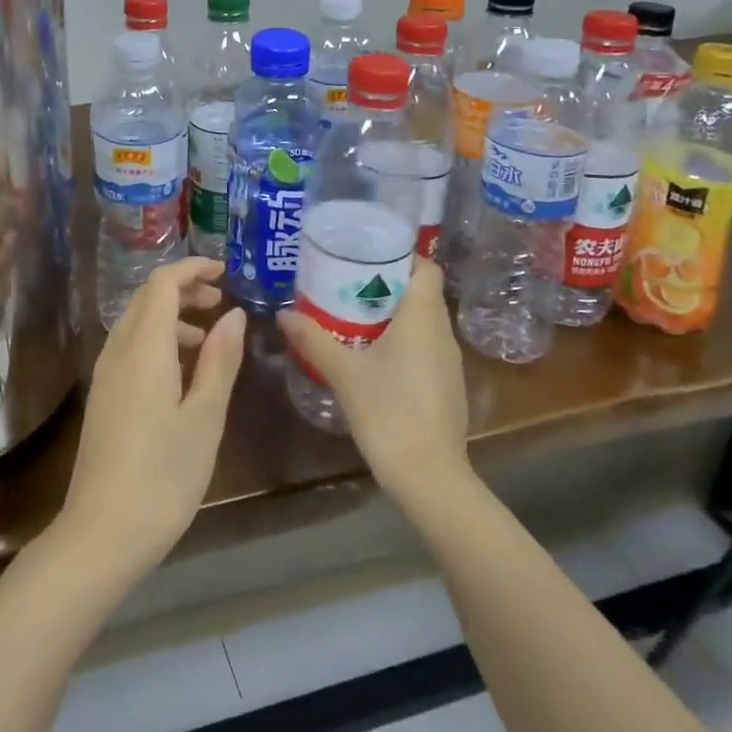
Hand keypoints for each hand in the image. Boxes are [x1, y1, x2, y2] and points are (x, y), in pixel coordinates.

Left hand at [57, 258, 244, 576]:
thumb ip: (219, 361)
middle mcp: (118, 350)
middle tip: (221, 302)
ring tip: (209, 340)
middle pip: (147, 298)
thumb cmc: (163, 475)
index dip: (192, 269)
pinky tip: (182, 373)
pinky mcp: (104, 396)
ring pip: (138, 323)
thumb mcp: (204, 417)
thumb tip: (234, 315)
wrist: (102, 532)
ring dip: (172, 317)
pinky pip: (131, 347)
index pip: (162, 283)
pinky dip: (158, 341)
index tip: (225, 273)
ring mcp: (106, 373)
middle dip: (184, 289)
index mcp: (144, 347)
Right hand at [279, 260, 468, 503]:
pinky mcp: (446, 386)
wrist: (430, 478)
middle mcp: (442, 333)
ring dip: (393, 312)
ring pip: (423, 321)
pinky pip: (424, 346)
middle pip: (421, 292)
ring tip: (352, 310)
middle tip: (346, 279)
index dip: (401, 255)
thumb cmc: (389, 413)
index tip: (366, 252)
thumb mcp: (344, 373)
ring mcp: (448, 362)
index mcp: (423, 318)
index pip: (426, 267)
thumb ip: (313, 339)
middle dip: (387, 282)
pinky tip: (371, 352)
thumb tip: (283, 313)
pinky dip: (402, 339)